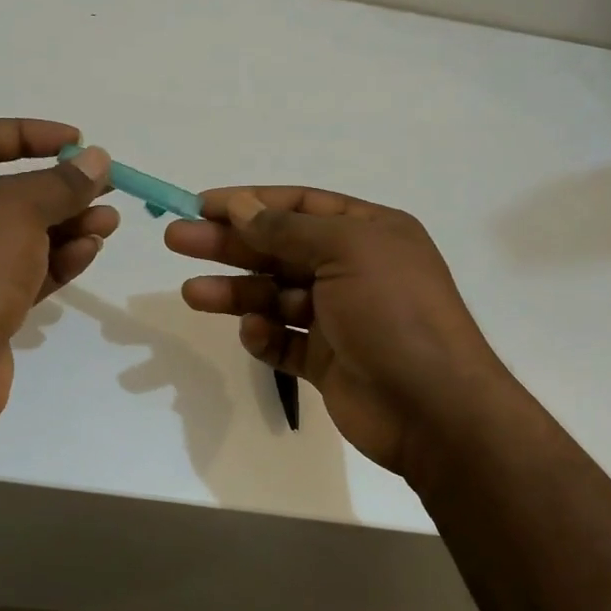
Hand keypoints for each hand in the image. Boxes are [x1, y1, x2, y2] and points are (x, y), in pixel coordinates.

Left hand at [0, 119, 116, 431]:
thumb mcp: (18, 210)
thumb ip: (61, 183)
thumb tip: (96, 159)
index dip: (28, 133)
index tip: (75, 140)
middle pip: (6, 190)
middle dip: (58, 188)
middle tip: (104, 187)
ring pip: (20, 235)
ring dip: (67, 225)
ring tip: (110, 222)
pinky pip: (23, 272)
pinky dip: (56, 260)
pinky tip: (90, 251)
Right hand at [166, 187, 517, 476]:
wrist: (434, 407)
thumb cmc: (394, 311)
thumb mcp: (344, 251)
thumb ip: (287, 229)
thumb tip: (241, 205)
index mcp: (369, 233)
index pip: (301, 206)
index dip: (251, 202)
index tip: (202, 205)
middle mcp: (354, 269)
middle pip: (279, 250)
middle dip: (229, 244)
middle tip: (176, 240)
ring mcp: (340, 318)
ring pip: (276, 297)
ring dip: (236, 292)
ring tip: (192, 293)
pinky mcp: (328, 361)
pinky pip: (286, 341)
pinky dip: (265, 335)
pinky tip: (252, 332)